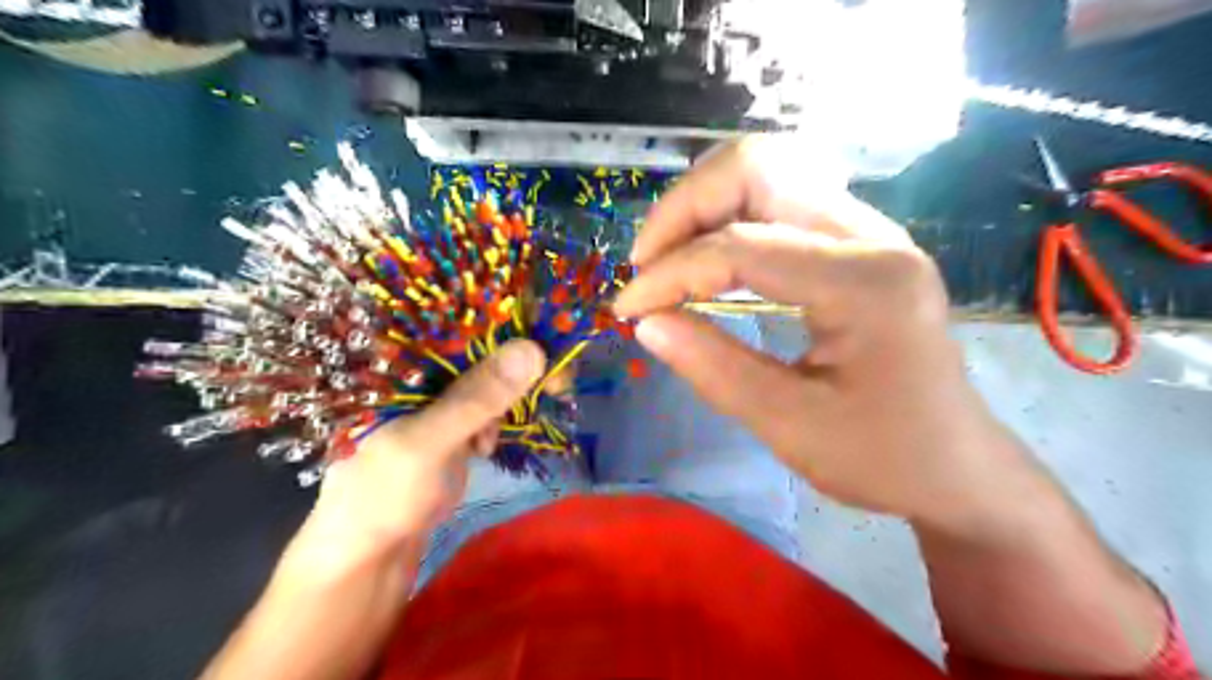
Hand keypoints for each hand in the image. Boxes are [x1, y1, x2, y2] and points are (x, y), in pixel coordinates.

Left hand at [294, 340, 544, 562]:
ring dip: (508, 400)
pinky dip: (496, 424)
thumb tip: (534, 349)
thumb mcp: (426, 443)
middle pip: (480, 351)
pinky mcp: (451, 430)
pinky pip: (487, 411)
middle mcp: (417, 375)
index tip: (547, 337)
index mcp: (398, 364)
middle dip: (517, 366)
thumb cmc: (380, 496)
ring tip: (499, 430)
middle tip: (555, 383)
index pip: (456, 324)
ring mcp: (435, 404)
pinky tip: (485, 447)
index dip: (504, 323)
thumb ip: (476, 398)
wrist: (367, 560)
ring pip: (489, 381)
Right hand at [618, 141, 1020, 528]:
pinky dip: (729, 217)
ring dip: (704, 204)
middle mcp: (872, 235)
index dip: (670, 272)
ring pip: (767, 171)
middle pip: (757, 167)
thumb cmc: (883, 457)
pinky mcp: (857, 242)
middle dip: (684, 207)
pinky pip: (780, 199)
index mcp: (865, 283)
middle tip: (647, 263)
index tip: (626, 308)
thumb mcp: (789, 426)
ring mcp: (869, 231)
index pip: (741, 246)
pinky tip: (709, 258)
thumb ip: (712, 367)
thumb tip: (644, 322)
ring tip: (669, 258)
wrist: (957, 466)